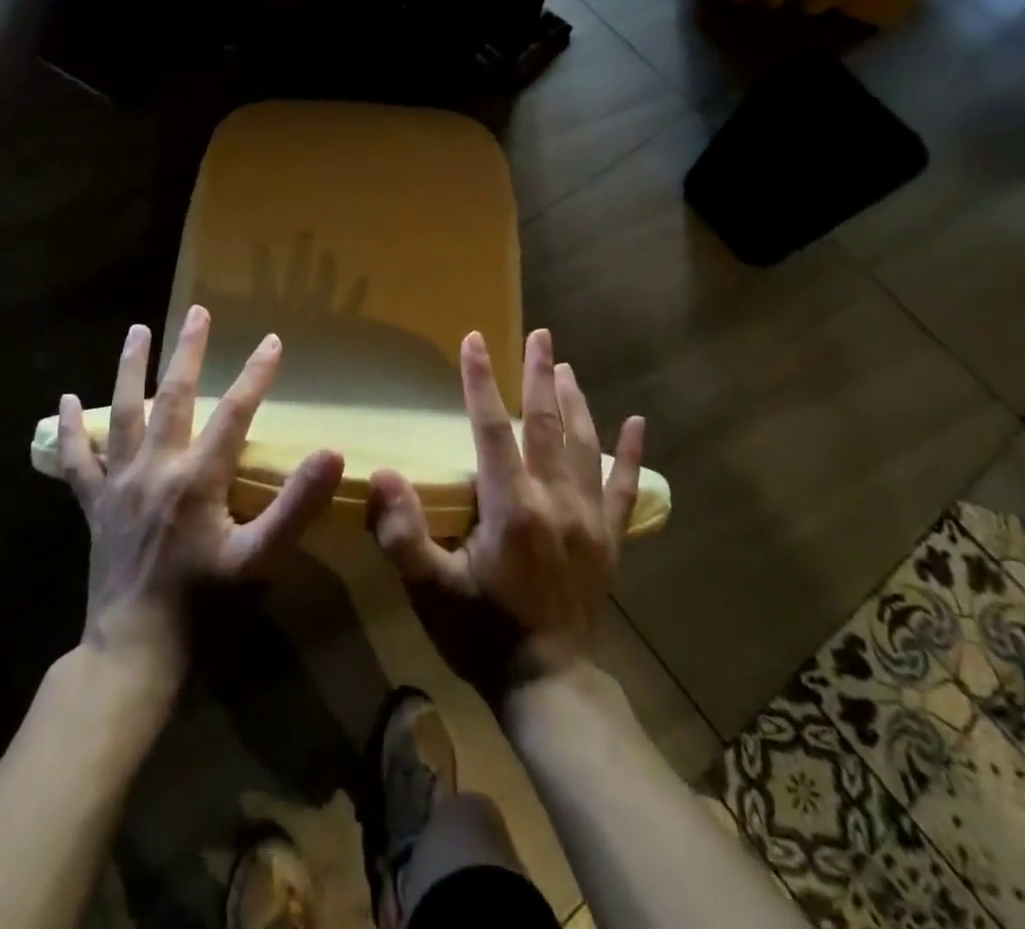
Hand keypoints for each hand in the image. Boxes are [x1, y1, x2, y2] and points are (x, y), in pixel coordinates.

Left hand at [56, 306, 345, 683]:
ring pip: (124, 413)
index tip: (271, 341)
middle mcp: (156, 468)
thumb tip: (331, 454)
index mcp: (197, 478)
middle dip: (188, 351)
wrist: (134, 652)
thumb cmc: (203, 606)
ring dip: (131, 368)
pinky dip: (71, 430)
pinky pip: (78, 460)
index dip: (256, 375)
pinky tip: (64, 400)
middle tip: (197, 312)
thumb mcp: (259, 560)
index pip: (235, 412)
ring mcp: (120, 484)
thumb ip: (296, 505)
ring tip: (137, 331)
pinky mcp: (95, 505)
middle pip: (174, 396)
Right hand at [367, 329, 643, 704]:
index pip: (493, 428)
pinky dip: (632, 455)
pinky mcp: (610, 541)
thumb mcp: (431, 591)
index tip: (474, 341)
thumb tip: (384, 476)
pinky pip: (625, 488)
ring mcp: (590, 519)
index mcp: (512, 507)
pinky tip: (639, 424)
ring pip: (586, 445)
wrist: (550, 689)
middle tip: (541, 335)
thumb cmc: (483, 636)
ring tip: (567, 367)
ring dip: (576, 401)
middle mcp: (556, 501)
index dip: (480, 381)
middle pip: (547, 424)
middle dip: (540, 374)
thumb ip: (403, 535)